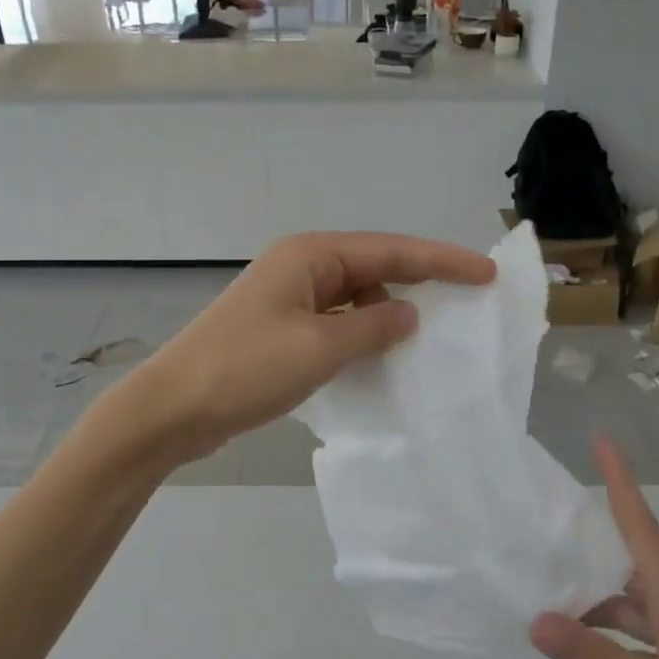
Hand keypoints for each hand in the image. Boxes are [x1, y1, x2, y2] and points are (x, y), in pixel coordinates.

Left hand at [126, 231, 495, 462]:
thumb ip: (373, 327)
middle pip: (374, 267)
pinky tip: (379, 357)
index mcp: (311, 255)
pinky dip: (360, 335)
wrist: (171, 408)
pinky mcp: (279, 328)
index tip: (486, 273)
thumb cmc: (245, 369)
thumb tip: (409, 314)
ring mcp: (287, 297)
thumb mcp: (320, 348)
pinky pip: (335, 322)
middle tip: (464, 304)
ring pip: (355, 297)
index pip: (392, 250)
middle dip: (418, 283)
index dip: (442, 261)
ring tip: (425, 341)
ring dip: (387, 315)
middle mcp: (301, 266)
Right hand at [531, 437, 658, 658]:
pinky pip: (634, 633)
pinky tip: (578, 645)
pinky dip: (604, 631)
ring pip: (627, 600)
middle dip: (590, 531)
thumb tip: (535, 620)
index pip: (641, 525)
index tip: (601, 438)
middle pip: (627, 556)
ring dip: (590, 591)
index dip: (620, 480)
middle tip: (545, 515)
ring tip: (542, 586)